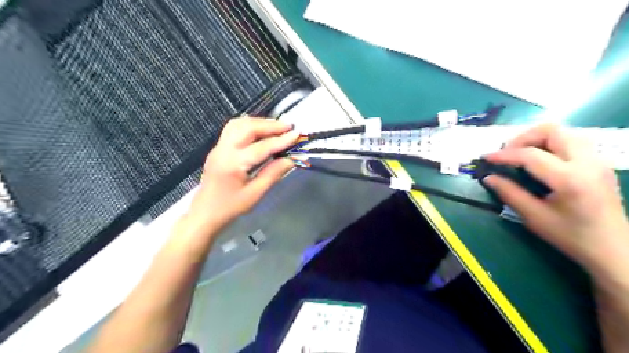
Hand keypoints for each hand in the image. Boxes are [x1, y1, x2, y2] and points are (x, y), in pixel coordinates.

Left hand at [179, 118, 297, 239]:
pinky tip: (261, 131)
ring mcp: (219, 147)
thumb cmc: (231, 207)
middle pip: (247, 128)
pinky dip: (250, 125)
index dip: (281, 140)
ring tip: (277, 127)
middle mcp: (224, 150)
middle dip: (270, 125)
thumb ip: (273, 173)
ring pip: (239, 124)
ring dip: (259, 122)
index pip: (261, 147)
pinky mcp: (219, 148)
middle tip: (288, 126)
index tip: (297, 134)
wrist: (205, 213)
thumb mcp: (255, 193)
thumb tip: (291, 159)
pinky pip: (234, 129)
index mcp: (233, 164)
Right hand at [483, 124, 626, 277]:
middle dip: (523, 138)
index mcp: (570, 179)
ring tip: (521, 154)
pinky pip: (572, 141)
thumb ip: (509, 193)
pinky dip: (550, 144)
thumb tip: (488, 177)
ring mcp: (597, 160)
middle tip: (507, 153)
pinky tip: (539, 160)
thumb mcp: (534, 217)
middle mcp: (587, 162)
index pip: (530, 155)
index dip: (504, 155)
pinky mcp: (599, 163)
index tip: (486, 158)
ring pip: (563, 132)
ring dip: (537, 138)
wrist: (614, 249)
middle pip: (551, 130)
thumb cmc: (571, 236)